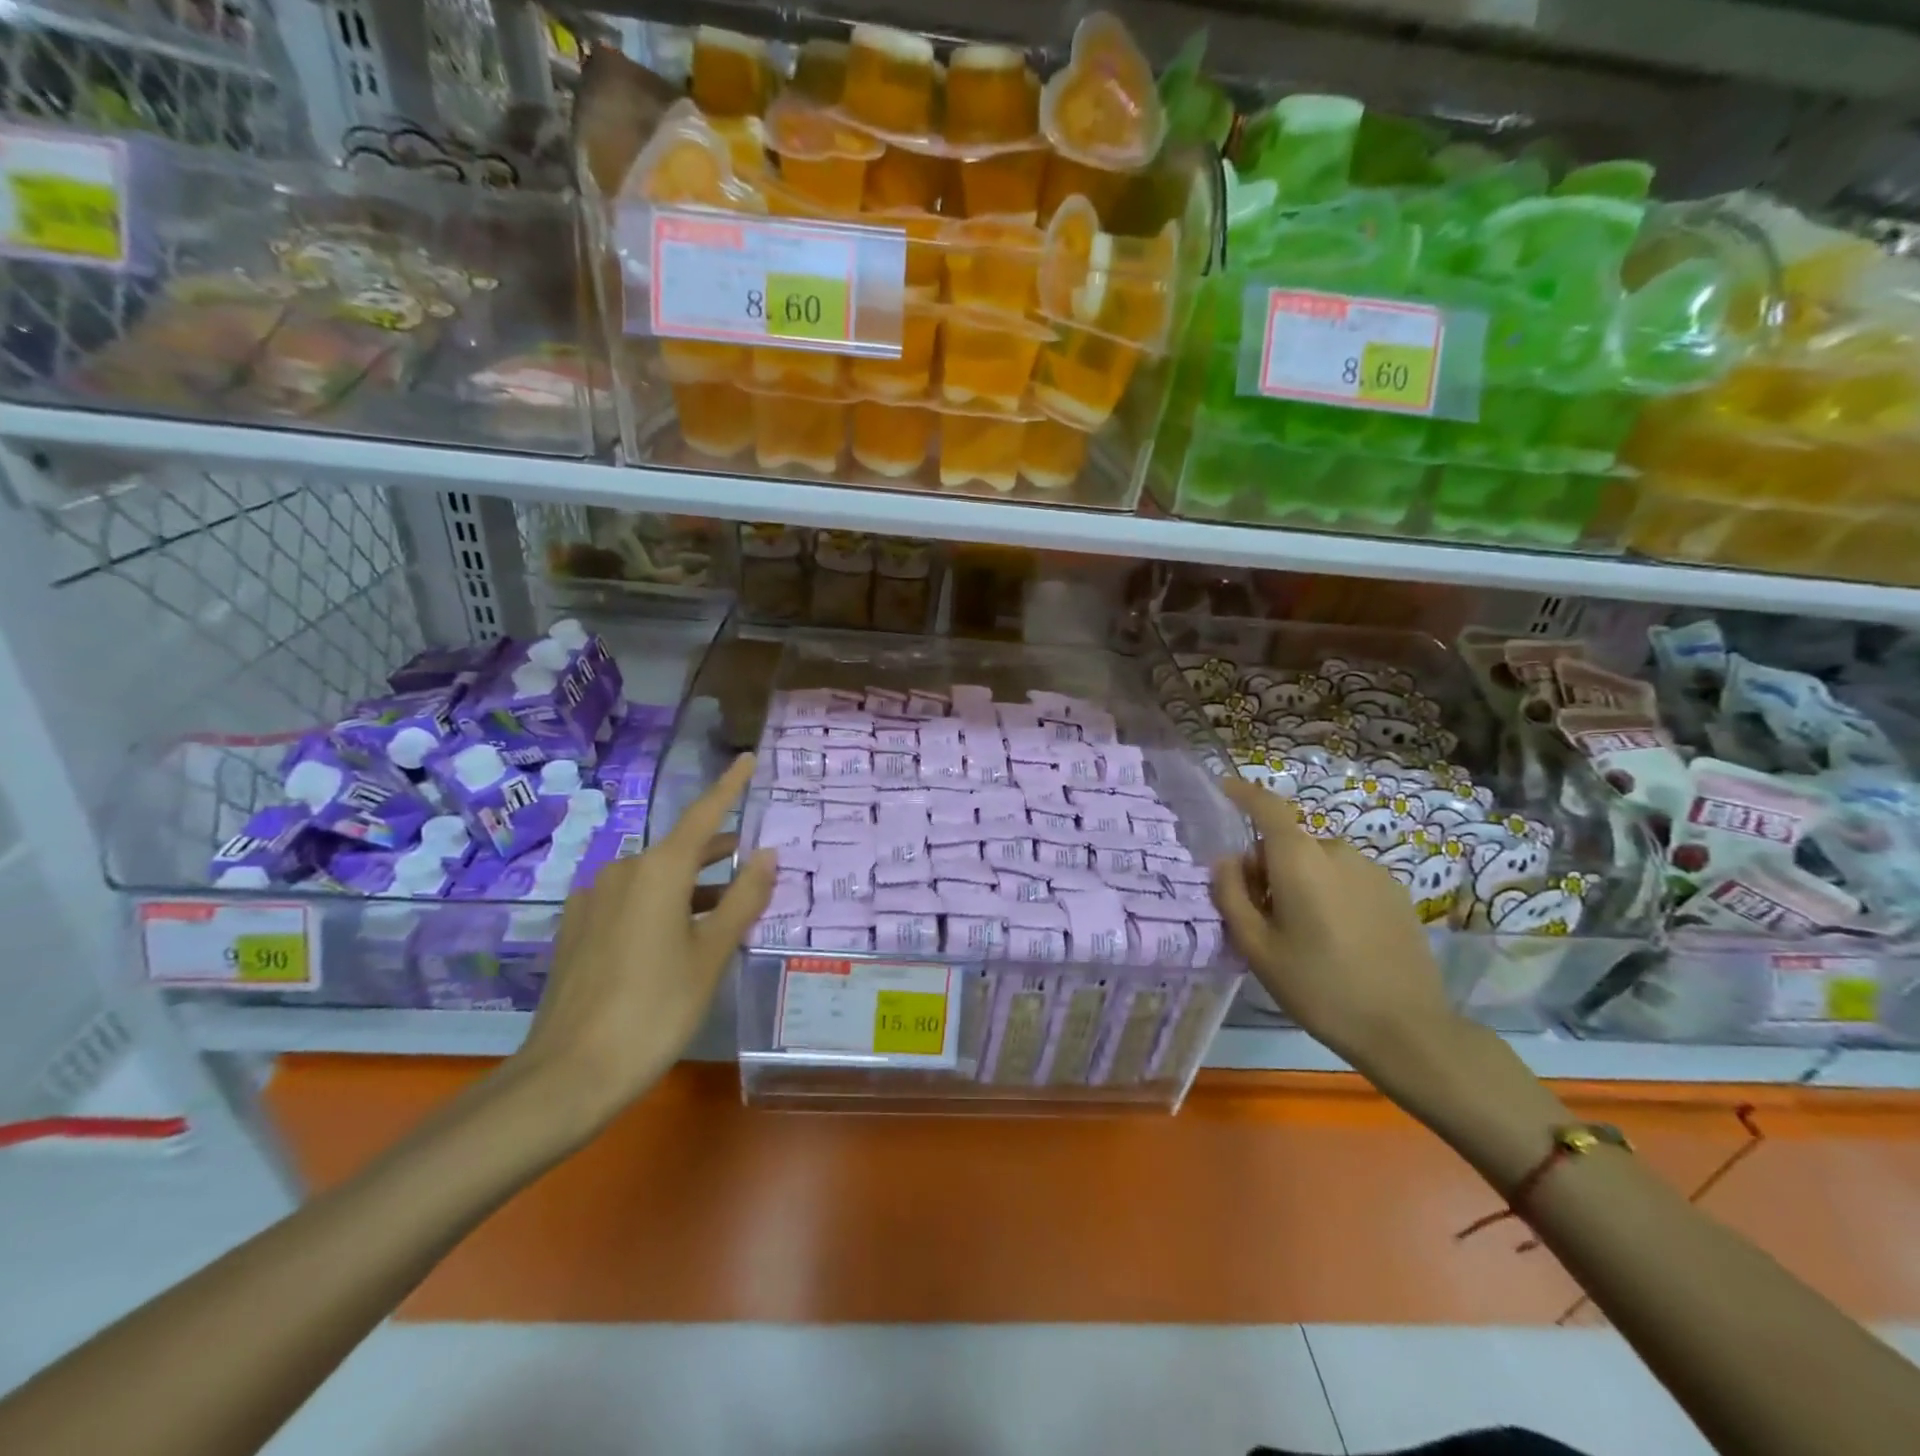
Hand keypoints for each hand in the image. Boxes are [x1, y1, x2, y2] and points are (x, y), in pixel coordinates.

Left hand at [509, 754, 774, 1144]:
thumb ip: (743, 898)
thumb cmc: (655, 1009)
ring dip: (692, 884)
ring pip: (655, 877)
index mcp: (658, 870)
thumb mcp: (711, 953)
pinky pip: (630, 899)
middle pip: (680, 848)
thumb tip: (768, 854)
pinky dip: (663, 903)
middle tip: (754, 858)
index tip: (746, 759)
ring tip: (727, 905)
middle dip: (717, 851)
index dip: (729, 787)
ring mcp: (593, 900)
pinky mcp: (577, 929)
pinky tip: (677, 934)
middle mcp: (622, 872)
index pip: (703, 815)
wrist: (568, 1075)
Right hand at [1210, 775, 1461, 1078]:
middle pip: (1289, 843)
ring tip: (1302, 933)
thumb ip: (1232, 895)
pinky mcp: (1396, 892)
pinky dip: (1331, 892)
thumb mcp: (1256, 947)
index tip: (1225, 788)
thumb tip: (1225, 861)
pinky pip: (1348, 878)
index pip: (1267, 807)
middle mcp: (1337, 851)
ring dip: (1301, 881)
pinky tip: (1338, 939)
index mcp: (1299, 859)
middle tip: (1261, 914)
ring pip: (1319, 862)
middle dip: (1268, 865)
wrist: (1406, 1029)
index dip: (1243, 793)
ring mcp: (1373, 870)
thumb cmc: (1318, 986)